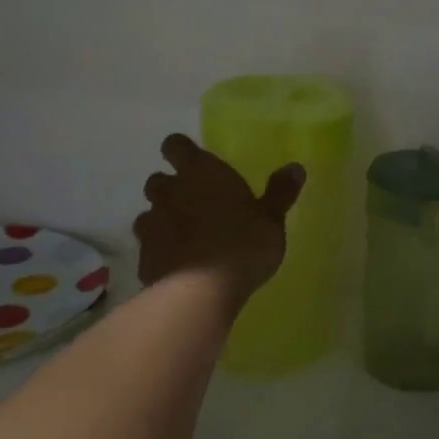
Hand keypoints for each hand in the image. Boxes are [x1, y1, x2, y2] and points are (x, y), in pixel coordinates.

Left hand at [132, 134, 303, 306]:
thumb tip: (295, 167)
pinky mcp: (143, 258)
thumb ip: (280, 192)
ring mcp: (152, 225)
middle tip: (192, 201)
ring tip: (182, 234)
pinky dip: (159, 250)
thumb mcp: (272, 220)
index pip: (176, 145)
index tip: (191, 160)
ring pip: (147, 213)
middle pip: (157, 179)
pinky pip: (148, 247)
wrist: (199, 293)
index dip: (180, 150)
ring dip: (161, 219)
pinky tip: (175, 264)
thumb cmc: (242, 245)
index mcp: (201, 173)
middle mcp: (170, 192)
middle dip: (170, 187)